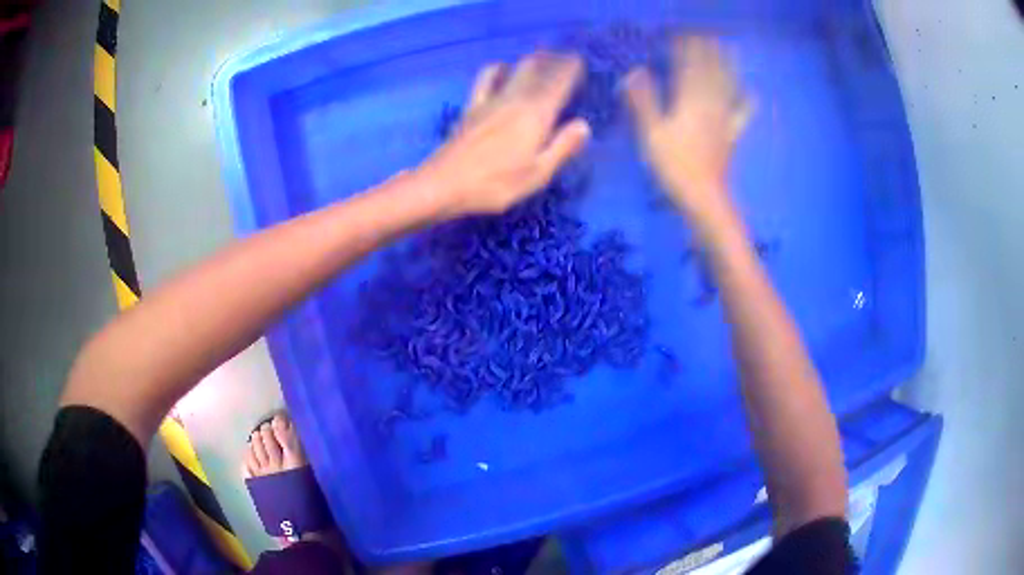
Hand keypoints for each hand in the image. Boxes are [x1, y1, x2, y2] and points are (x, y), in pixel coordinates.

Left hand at [415, 52, 591, 218]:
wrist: (444, 184)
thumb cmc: (496, 185)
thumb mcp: (538, 174)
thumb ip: (563, 147)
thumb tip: (584, 125)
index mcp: (536, 115)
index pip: (559, 83)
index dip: (571, 69)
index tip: (581, 61)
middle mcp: (515, 99)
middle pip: (539, 69)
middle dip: (554, 61)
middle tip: (566, 58)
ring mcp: (491, 99)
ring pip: (516, 68)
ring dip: (531, 60)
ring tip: (542, 58)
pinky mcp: (472, 105)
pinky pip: (486, 78)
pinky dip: (498, 68)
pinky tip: (502, 68)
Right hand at [624, 37, 752, 220]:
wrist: (703, 196)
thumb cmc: (673, 165)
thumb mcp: (651, 133)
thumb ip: (643, 100)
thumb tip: (635, 71)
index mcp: (689, 101)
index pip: (688, 66)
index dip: (685, 48)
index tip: (680, 33)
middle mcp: (710, 104)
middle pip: (710, 71)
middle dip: (707, 50)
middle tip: (705, 33)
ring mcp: (724, 119)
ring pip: (727, 85)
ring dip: (726, 65)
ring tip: (727, 49)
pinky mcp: (731, 134)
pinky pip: (741, 113)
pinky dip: (745, 101)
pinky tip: (750, 93)